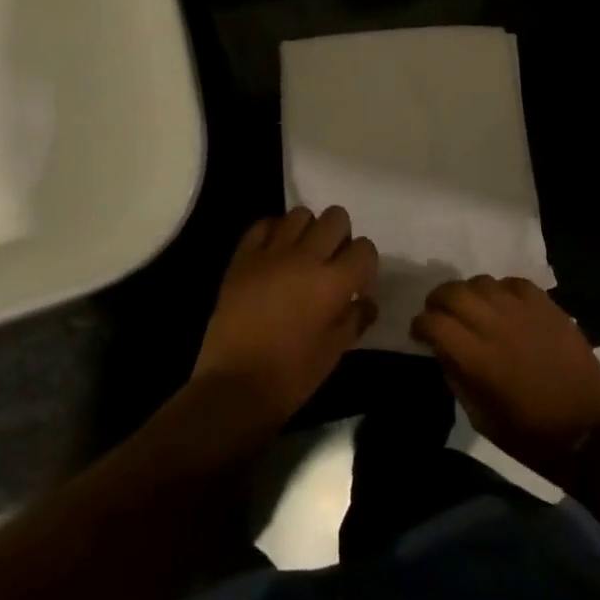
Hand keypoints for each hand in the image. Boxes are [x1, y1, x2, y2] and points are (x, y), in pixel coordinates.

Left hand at [191, 207, 378, 433]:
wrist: (234, 386)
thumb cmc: (291, 377)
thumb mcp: (333, 353)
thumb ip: (354, 319)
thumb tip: (365, 302)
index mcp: (332, 283)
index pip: (365, 249)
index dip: (365, 264)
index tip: (356, 284)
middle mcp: (305, 257)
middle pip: (336, 218)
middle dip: (341, 237)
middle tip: (332, 263)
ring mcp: (271, 252)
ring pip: (301, 214)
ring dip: (309, 231)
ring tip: (302, 256)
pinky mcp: (243, 256)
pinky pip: (264, 224)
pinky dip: (275, 232)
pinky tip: (274, 254)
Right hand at [411, 276, 599, 488]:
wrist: (590, 434)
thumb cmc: (531, 436)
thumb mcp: (480, 417)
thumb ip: (457, 377)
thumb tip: (443, 350)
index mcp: (476, 357)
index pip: (433, 322)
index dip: (419, 325)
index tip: (419, 333)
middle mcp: (495, 325)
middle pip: (452, 292)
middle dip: (437, 301)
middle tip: (439, 314)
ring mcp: (523, 312)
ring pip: (481, 282)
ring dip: (468, 294)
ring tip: (472, 308)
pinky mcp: (548, 307)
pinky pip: (514, 283)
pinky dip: (502, 291)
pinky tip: (504, 306)